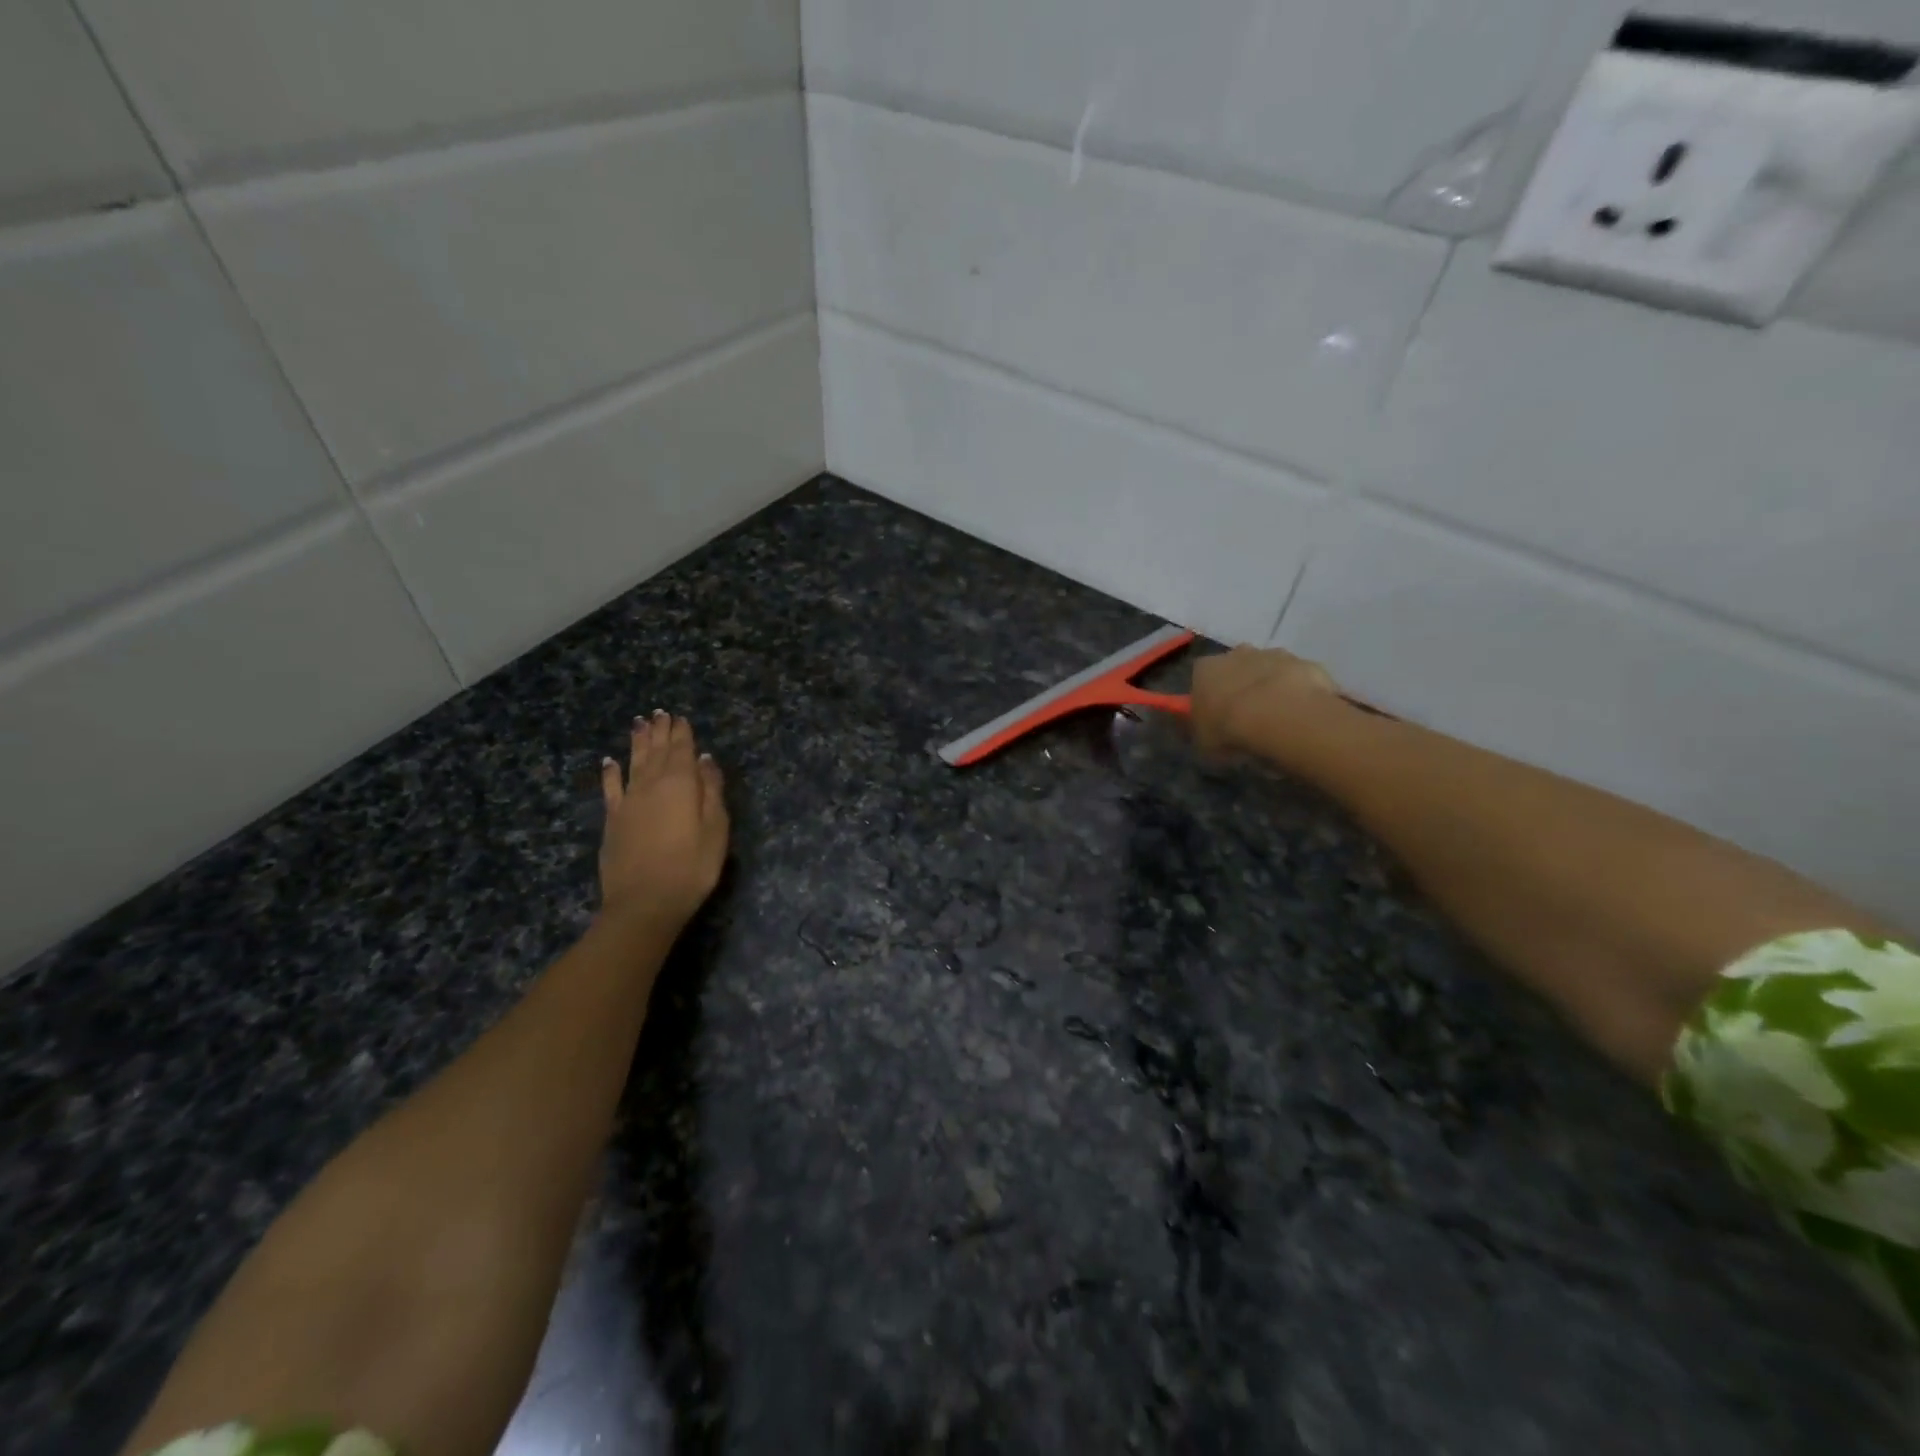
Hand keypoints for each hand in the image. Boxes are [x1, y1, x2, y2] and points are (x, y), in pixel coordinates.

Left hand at [598, 711, 729, 928]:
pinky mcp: (613, 820)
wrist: (644, 903)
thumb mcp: (716, 829)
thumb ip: (711, 791)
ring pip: (633, 763)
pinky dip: (611, 773)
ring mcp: (628, 802)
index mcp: (681, 784)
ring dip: (637, 743)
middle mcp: (651, 785)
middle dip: (660, 731)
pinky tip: (609, 762)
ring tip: (639, 723)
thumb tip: (705, 760)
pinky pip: (611, 788)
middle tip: (659, 712)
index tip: (680, 717)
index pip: (682, 751)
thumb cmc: (691, 867)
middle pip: (656, 752)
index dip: (682, 733)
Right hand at [1190, 645, 1339, 756]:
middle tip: (1248, 716)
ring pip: (1269, 669)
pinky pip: (1297, 679)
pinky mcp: (1304, 663)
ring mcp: (1273, 655)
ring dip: (1270, 688)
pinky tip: (1300, 715)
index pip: (1201, 678)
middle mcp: (1236, 653)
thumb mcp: (1204, 742)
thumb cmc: (1230, 729)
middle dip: (1241, 686)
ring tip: (1277, 719)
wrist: (1281, 717)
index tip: (1216, 716)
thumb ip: (1203, 731)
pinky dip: (1298, 693)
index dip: (1209, 697)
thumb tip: (1206, 730)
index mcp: (1205, 669)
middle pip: (1236, 667)